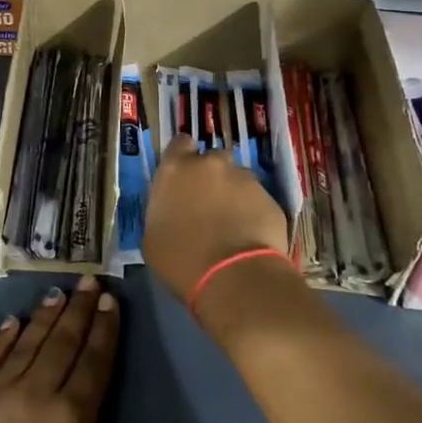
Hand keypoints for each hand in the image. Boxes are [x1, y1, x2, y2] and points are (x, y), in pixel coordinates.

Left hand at [0, 277, 200, 422]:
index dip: (104, 328)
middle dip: (77, 310)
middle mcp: (34, 393)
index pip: (93, 360)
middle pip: (61, 343)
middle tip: (87, 280)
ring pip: (25, 345)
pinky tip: (10, 323)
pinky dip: (1, 339)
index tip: (109, 298)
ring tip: (57, 292)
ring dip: (43, 317)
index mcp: (71, 416)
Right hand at [142, 139, 289, 304]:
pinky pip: (257, 199)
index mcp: (175, 169)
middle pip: (211, 159)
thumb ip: (162, 210)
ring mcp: (244, 179)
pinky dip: (252, 211)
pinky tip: (249, 235)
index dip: (182, 158)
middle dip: (210, 176)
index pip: (179, 144)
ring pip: (237, 178)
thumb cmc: (182, 260)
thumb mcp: (152, 237)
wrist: (234, 278)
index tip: (182, 178)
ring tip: (231, 222)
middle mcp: (211, 164)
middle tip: (207, 203)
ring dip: (233, 193)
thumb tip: (171, 211)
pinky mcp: (269, 198)